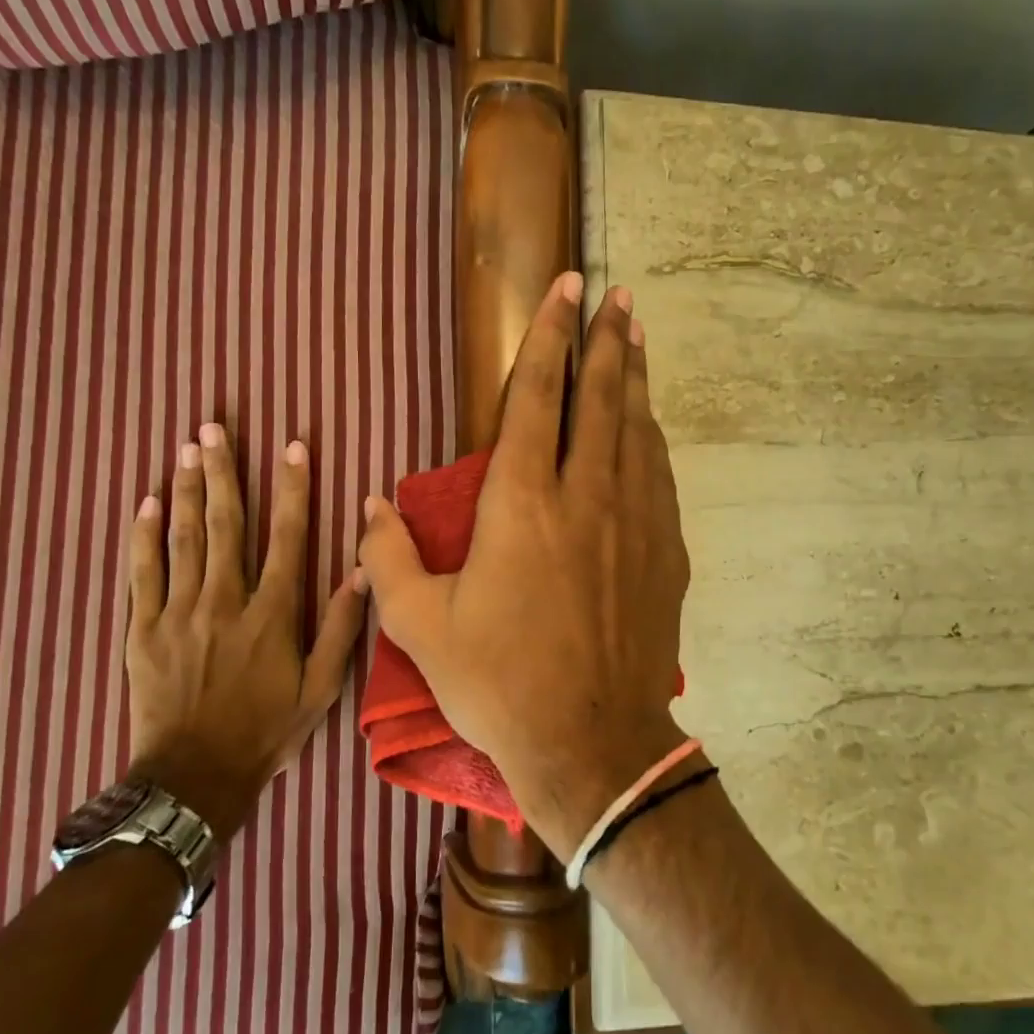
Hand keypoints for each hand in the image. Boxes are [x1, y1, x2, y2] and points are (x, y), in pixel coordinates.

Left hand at [124, 424, 365, 839]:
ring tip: (187, 448)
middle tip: (215, 427)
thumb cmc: (266, 731)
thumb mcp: (321, 689)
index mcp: (272, 613)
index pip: (286, 536)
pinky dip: (144, 536)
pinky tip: (147, 502)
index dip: (292, 488)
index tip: (293, 446)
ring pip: (184, 539)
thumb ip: (339, 628)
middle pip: (225, 524)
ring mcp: (179, 612)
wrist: (193, 778)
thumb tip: (360, 571)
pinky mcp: (143, 629)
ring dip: (188, 490)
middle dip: (224, 472)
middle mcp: (225, 601)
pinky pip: (143, 573)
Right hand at [357, 272, 691, 856]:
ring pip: (638, 430)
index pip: (539, 396)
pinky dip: (651, 439)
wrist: (591, 744)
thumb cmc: (498, 683)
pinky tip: (649, 427)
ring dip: (635, 378)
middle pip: (602, 398)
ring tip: (637, 338)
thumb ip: (387, 557)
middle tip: (617, 295)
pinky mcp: (665, 554)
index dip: (551, 336)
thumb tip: (367, 503)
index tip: (567, 290)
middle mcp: (586, 497)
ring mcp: (635, 523)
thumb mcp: (419, 626)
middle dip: (608, 339)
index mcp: (523, 503)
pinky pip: (659, 477)